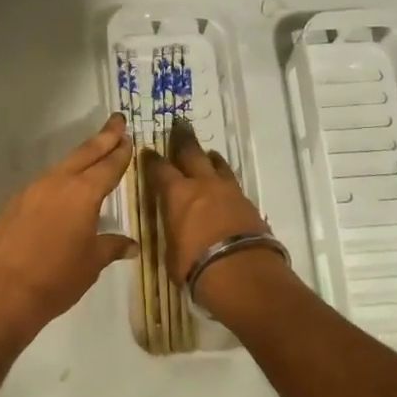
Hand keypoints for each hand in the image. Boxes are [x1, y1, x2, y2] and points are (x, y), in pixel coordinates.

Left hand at [0, 114, 138, 351]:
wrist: (1, 293)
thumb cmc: (56, 279)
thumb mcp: (91, 264)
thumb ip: (111, 247)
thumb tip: (131, 245)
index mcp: (82, 194)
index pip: (107, 166)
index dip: (120, 153)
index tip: (128, 138)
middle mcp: (56, 184)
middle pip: (84, 154)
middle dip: (103, 138)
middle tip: (117, 122)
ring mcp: (31, 192)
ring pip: (61, 168)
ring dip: (79, 160)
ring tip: (93, 155)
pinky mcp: (13, 205)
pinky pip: (43, 186)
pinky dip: (58, 181)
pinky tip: (62, 192)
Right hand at [141, 123, 286, 308]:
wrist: (242, 271)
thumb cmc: (195, 265)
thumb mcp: (172, 252)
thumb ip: (173, 233)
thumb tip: (175, 232)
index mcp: (177, 194)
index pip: (160, 169)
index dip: (152, 160)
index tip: (148, 152)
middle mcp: (202, 184)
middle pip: (192, 153)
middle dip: (184, 139)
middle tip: (180, 125)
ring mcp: (228, 191)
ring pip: (217, 165)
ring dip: (210, 157)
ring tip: (208, 153)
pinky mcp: (248, 203)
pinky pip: (233, 183)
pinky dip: (225, 180)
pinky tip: (225, 186)